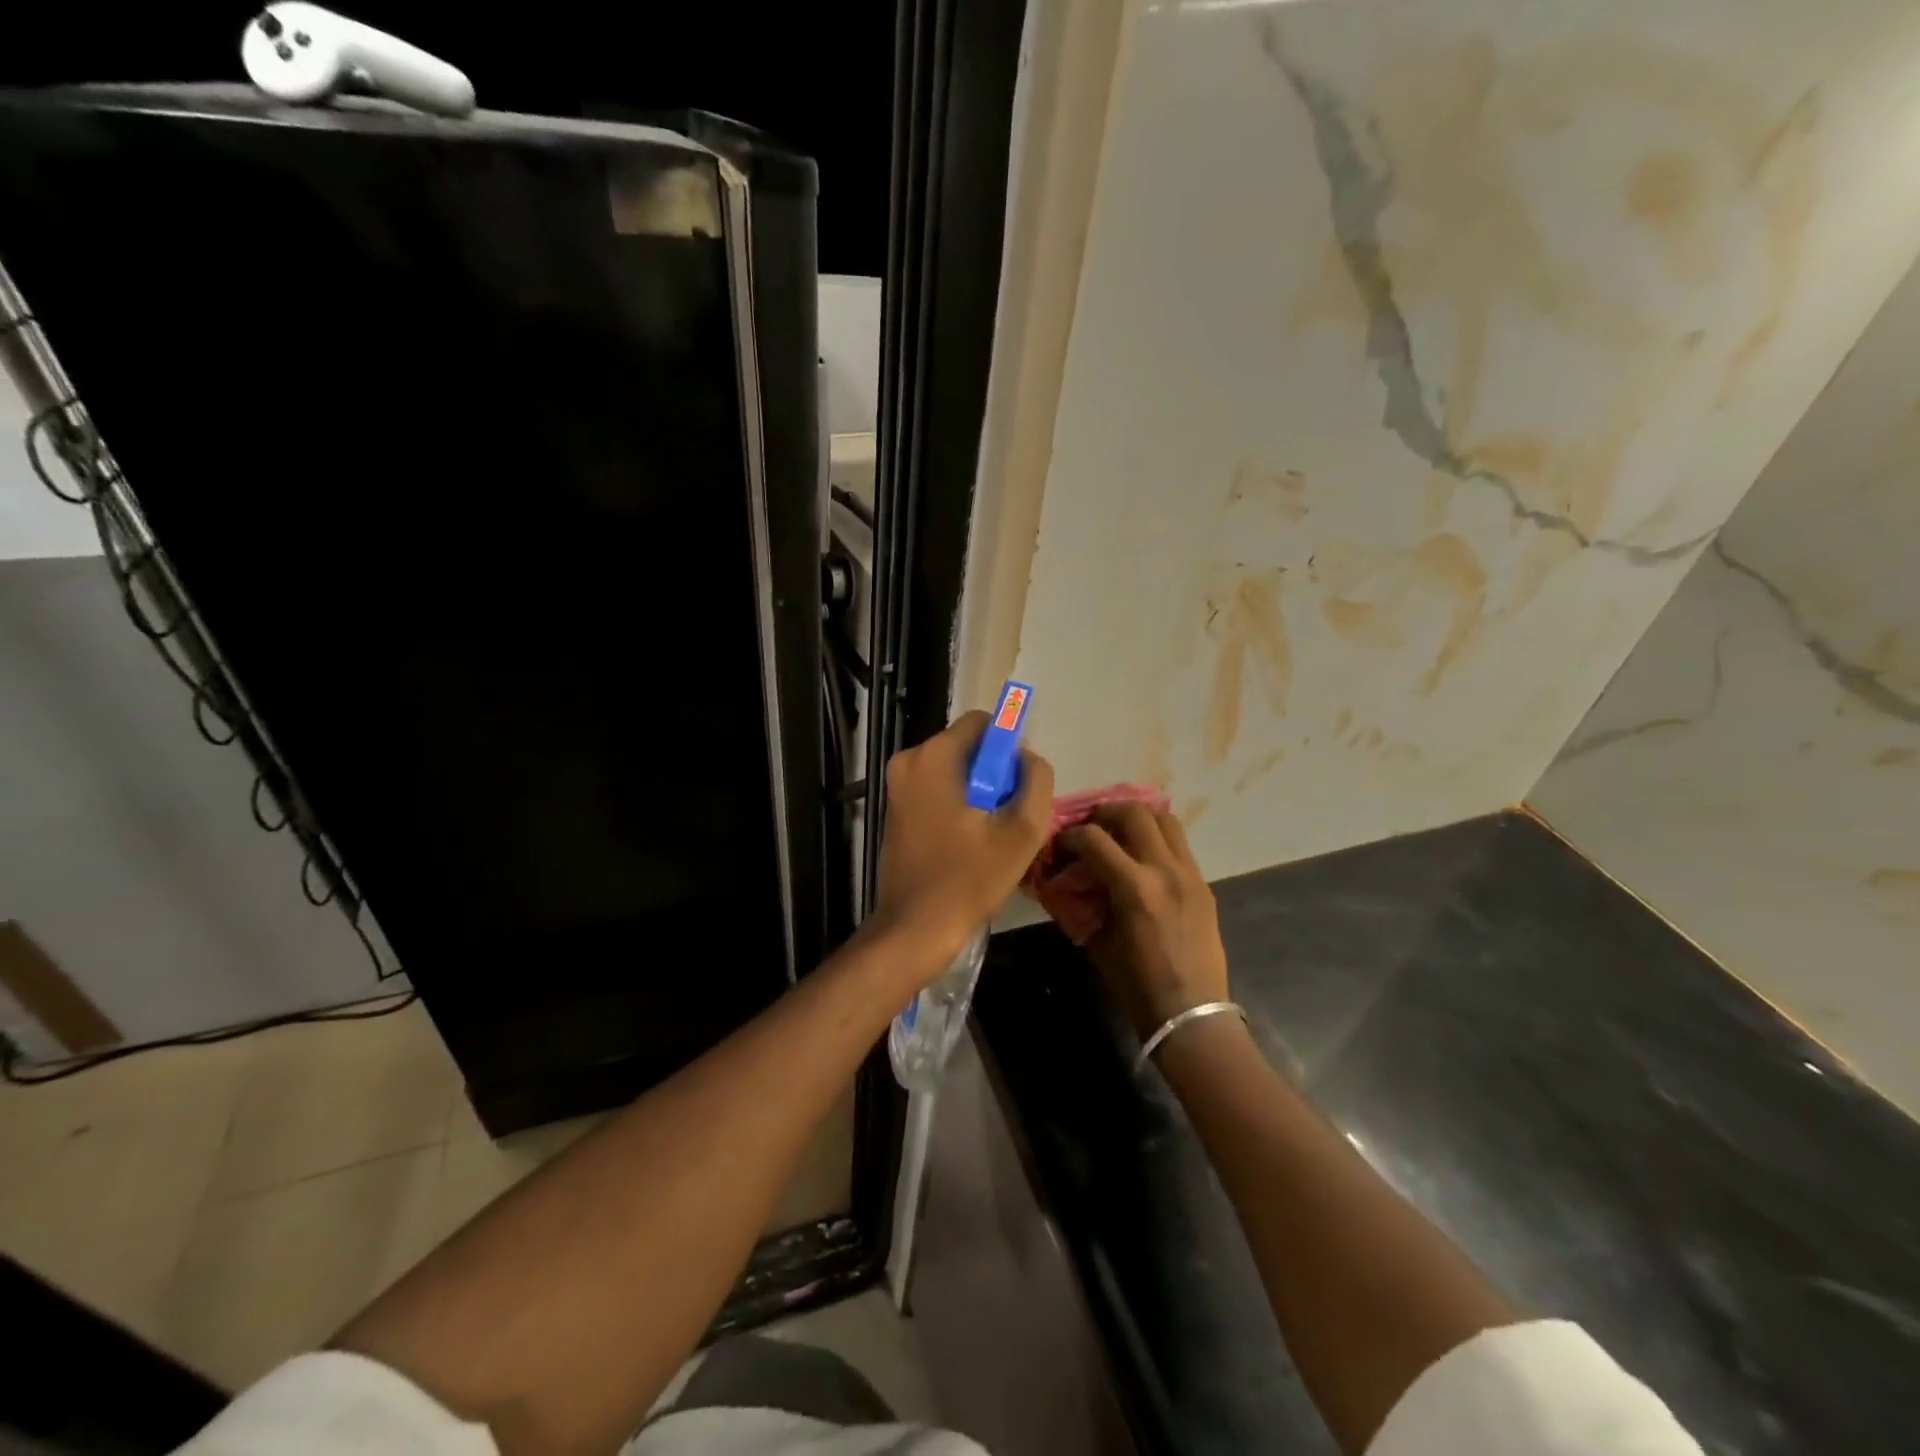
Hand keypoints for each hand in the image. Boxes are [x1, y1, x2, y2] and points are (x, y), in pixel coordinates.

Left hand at [873, 710, 1055, 971]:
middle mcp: (908, 761)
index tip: (1019, 782)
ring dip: (978, 790)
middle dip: (994, 771)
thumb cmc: (970, 877)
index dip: (1008, 745)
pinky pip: (936, 788)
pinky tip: (970, 839)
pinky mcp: (895, 809)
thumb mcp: (1022, 830)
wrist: (916, 926)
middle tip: (1009, 812)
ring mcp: (896, 786)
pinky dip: (958, 802)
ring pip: (953, 769)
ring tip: (992, 831)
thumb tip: (1028, 758)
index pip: (981, 722)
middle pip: (966, 746)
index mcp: (934, 757)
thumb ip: (1036, 780)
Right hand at [1058, 805, 1228, 1039]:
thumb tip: (1070, 880)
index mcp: (1135, 887)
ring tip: (1120, 834)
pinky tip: (1142, 860)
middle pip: (1134, 813)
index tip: (1058, 846)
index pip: (1093, 838)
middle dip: (1104, 813)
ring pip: (1165, 819)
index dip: (1068, 836)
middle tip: (1090, 828)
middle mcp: (1165, 870)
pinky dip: (1157, 840)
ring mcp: (1190, 874)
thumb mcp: (1099, 941)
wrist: (1192, 1013)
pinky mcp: (1203, 884)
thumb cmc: (1137, 986)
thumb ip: (1085, 902)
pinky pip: (1179, 845)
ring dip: (1137, 819)